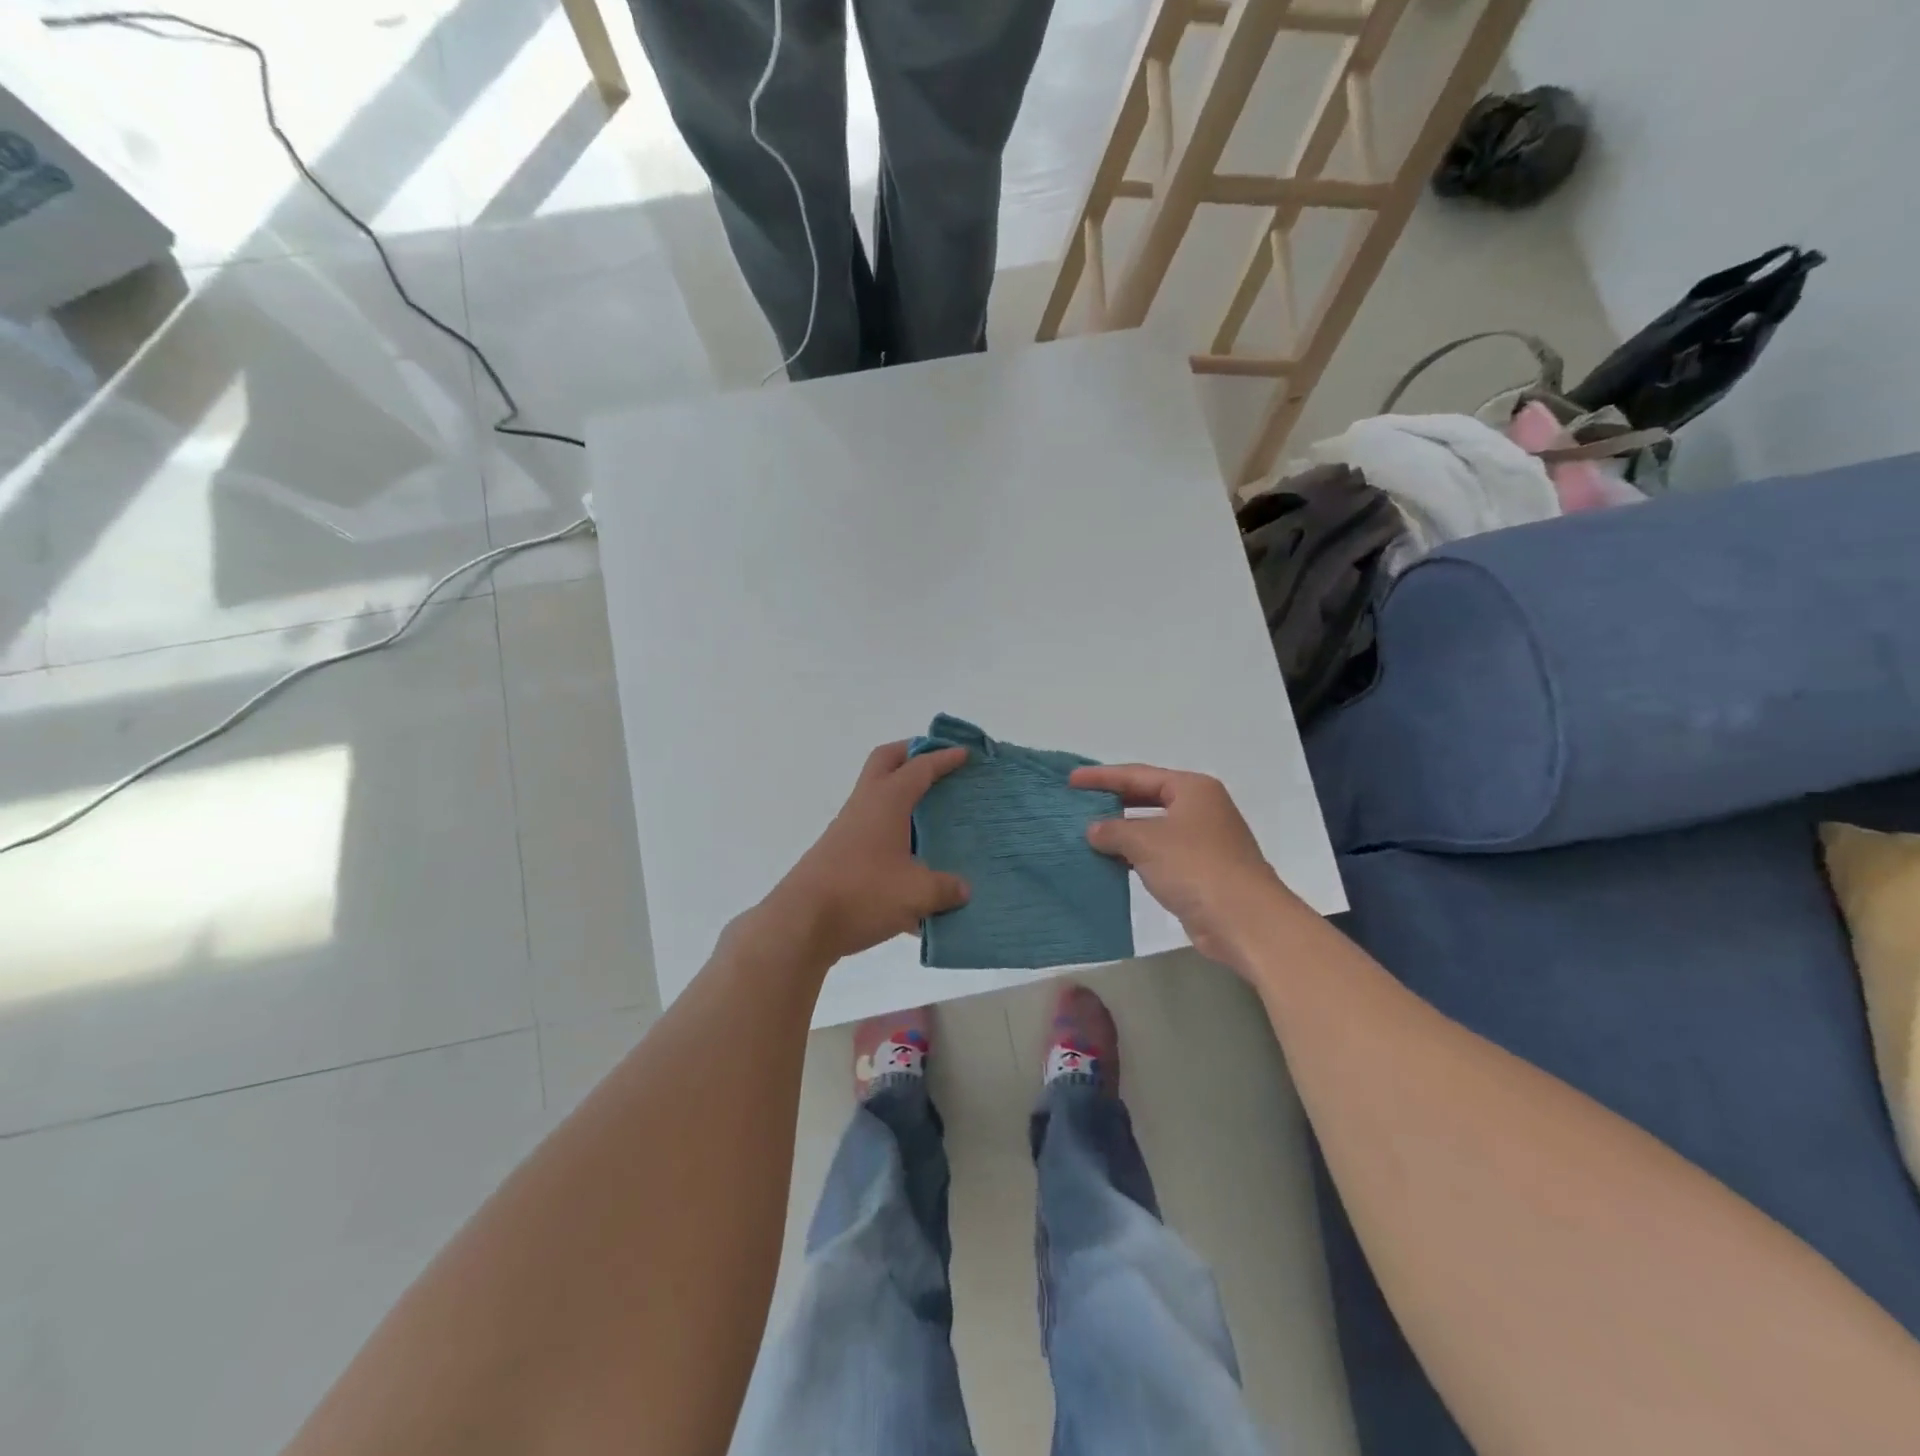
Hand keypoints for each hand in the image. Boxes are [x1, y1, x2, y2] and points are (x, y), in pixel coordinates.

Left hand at [759, 742, 970, 965]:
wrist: (800, 924)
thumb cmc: (862, 894)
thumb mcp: (916, 893)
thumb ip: (944, 888)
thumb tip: (962, 890)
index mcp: (886, 801)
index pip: (919, 768)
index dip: (943, 758)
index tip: (964, 754)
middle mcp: (864, 806)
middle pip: (885, 762)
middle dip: (912, 755)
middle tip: (938, 764)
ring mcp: (847, 830)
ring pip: (876, 797)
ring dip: (901, 797)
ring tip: (932, 817)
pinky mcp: (839, 855)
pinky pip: (871, 833)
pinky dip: (893, 837)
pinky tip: (913, 873)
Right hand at [1071, 764, 1294, 970]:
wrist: (1244, 920)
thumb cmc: (1196, 867)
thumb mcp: (1146, 842)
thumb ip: (1113, 830)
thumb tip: (1094, 830)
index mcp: (1192, 789)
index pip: (1138, 774)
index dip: (1102, 776)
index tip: (1071, 779)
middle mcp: (1200, 808)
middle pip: (1147, 797)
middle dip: (1113, 802)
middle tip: (1077, 803)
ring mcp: (1203, 841)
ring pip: (1153, 828)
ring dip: (1122, 832)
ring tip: (1086, 834)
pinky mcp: (1201, 871)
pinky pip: (1159, 854)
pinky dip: (1135, 856)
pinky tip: (1111, 862)